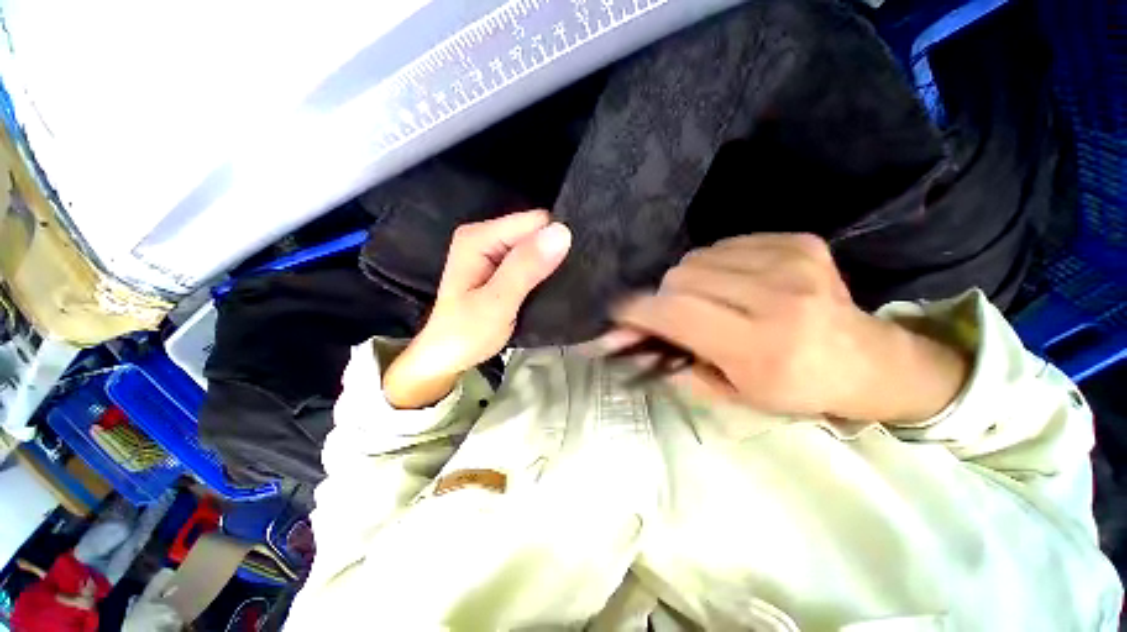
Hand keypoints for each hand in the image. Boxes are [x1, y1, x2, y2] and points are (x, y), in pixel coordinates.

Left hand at [384, 210, 571, 408]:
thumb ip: (526, 267)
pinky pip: (530, 259)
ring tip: (557, 286)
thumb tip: (561, 233)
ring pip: (535, 245)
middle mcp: (485, 235)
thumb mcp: (497, 302)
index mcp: (479, 237)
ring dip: (549, 263)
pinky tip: (547, 287)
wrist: (446, 356)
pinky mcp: (499, 265)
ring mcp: (492, 250)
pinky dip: (542, 271)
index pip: (534, 221)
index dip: (555, 240)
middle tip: (562, 282)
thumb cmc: (466, 333)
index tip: (568, 267)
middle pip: (535, 230)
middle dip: (553, 251)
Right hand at [612, 234, 969, 422]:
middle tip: (676, 316)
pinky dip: (716, 265)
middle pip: (681, 277)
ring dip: (689, 281)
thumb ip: (671, 364)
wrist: (865, 360)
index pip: (676, 312)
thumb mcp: (728, 394)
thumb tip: (624, 340)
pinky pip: (725, 245)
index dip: (638, 309)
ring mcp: (791, 261)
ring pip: (697, 257)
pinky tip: (736, 283)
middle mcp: (776, 297)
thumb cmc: (791, 388)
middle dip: (665, 297)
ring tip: (710, 300)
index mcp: (760, 345)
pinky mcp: (799, 241)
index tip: (619, 312)